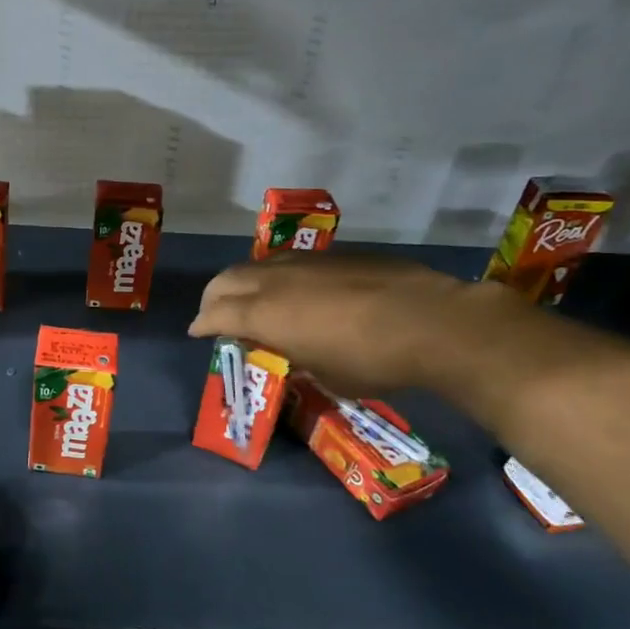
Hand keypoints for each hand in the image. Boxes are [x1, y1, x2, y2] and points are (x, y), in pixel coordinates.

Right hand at [188, 251, 480, 395]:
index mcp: (264, 314)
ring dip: (243, 283)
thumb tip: (289, 348)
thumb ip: (294, 355)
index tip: (196, 333)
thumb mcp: (322, 373)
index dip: (201, 325)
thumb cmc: (371, 361)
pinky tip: (296, 292)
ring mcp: (305, 262)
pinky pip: (289, 263)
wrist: (433, 322)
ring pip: (256, 265)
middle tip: (214, 315)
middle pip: (225, 280)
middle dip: (212, 298)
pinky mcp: (335, 256)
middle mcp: (275, 281)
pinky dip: (276, 277)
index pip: (215, 314)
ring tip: (251, 300)